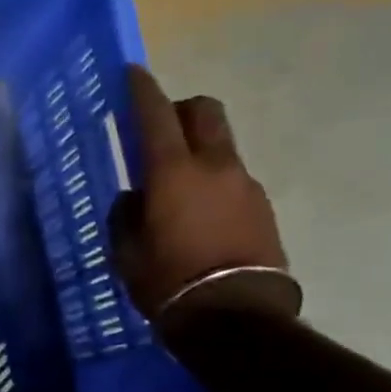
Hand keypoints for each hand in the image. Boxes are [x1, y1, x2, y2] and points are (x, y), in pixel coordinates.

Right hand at [112, 66, 295, 326]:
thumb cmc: (167, 281)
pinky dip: (213, 183)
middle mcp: (215, 166)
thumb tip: (135, 196)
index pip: (156, 114)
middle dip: (181, 109)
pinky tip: (199, 218)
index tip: (132, 72)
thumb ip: (126, 213)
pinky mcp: (264, 208)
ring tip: (176, 191)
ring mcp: (246, 185)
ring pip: (220, 147)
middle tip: (159, 129)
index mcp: (173, 172)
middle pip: (205, 112)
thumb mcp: (126, 250)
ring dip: (198, 152)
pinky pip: (233, 179)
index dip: (142, 89)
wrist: (236, 319)